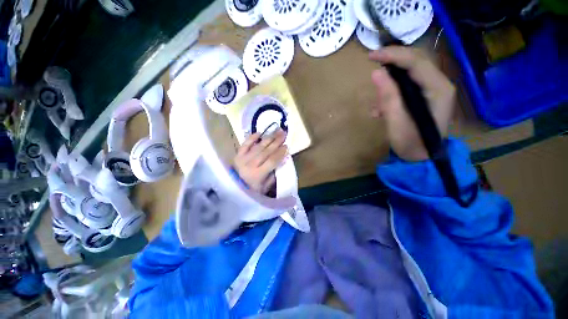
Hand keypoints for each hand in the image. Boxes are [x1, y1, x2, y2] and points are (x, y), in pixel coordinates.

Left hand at [233, 130, 287, 193]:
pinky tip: (259, 133)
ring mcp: (243, 158)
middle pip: (266, 151)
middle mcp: (250, 165)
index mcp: (258, 174)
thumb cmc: (251, 190)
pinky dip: (251, 138)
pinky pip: (245, 144)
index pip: (272, 161)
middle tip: (284, 133)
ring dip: (268, 138)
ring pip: (258, 146)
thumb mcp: (264, 188)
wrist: (232, 189)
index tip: (286, 146)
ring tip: (277, 131)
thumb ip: (273, 176)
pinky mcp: (237, 155)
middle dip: (276, 141)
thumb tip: (281, 162)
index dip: (280, 153)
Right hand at [369, 47, 455, 160]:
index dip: (393, 55)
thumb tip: (376, 73)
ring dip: (390, 81)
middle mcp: (439, 84)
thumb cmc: (412, 143)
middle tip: (373, 61)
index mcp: (437, 89)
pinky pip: (407, 86)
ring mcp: (432, 91)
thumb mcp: (396, 121)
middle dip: (393, 60)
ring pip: (410, 73)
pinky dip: (391, 93)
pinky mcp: (424, 97)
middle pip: (415, 62)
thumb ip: (388, 97)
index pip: (416, 62)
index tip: (371, 56)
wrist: (422, 158)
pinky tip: (380, 110)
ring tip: (377, 102)